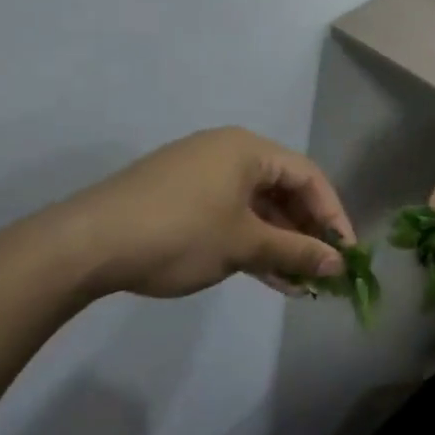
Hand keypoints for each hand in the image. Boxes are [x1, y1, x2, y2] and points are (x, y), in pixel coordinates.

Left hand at [55, 128, 354, 298]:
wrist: (88, 243)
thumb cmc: (180, 233)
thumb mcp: (244, 244)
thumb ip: (295, 251)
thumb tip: (339, 264)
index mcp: (247, 150)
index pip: (309, 176)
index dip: (333, 215)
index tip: (346, 254)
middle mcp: (227, 153)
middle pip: (283, 191)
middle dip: (306, 233)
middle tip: (323, 272)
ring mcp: (201, 177)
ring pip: (257, 209)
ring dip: (280, 245)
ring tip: (299, 284)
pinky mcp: (180, 200)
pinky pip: (231, 217)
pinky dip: (250, 244)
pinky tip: (268, 277)